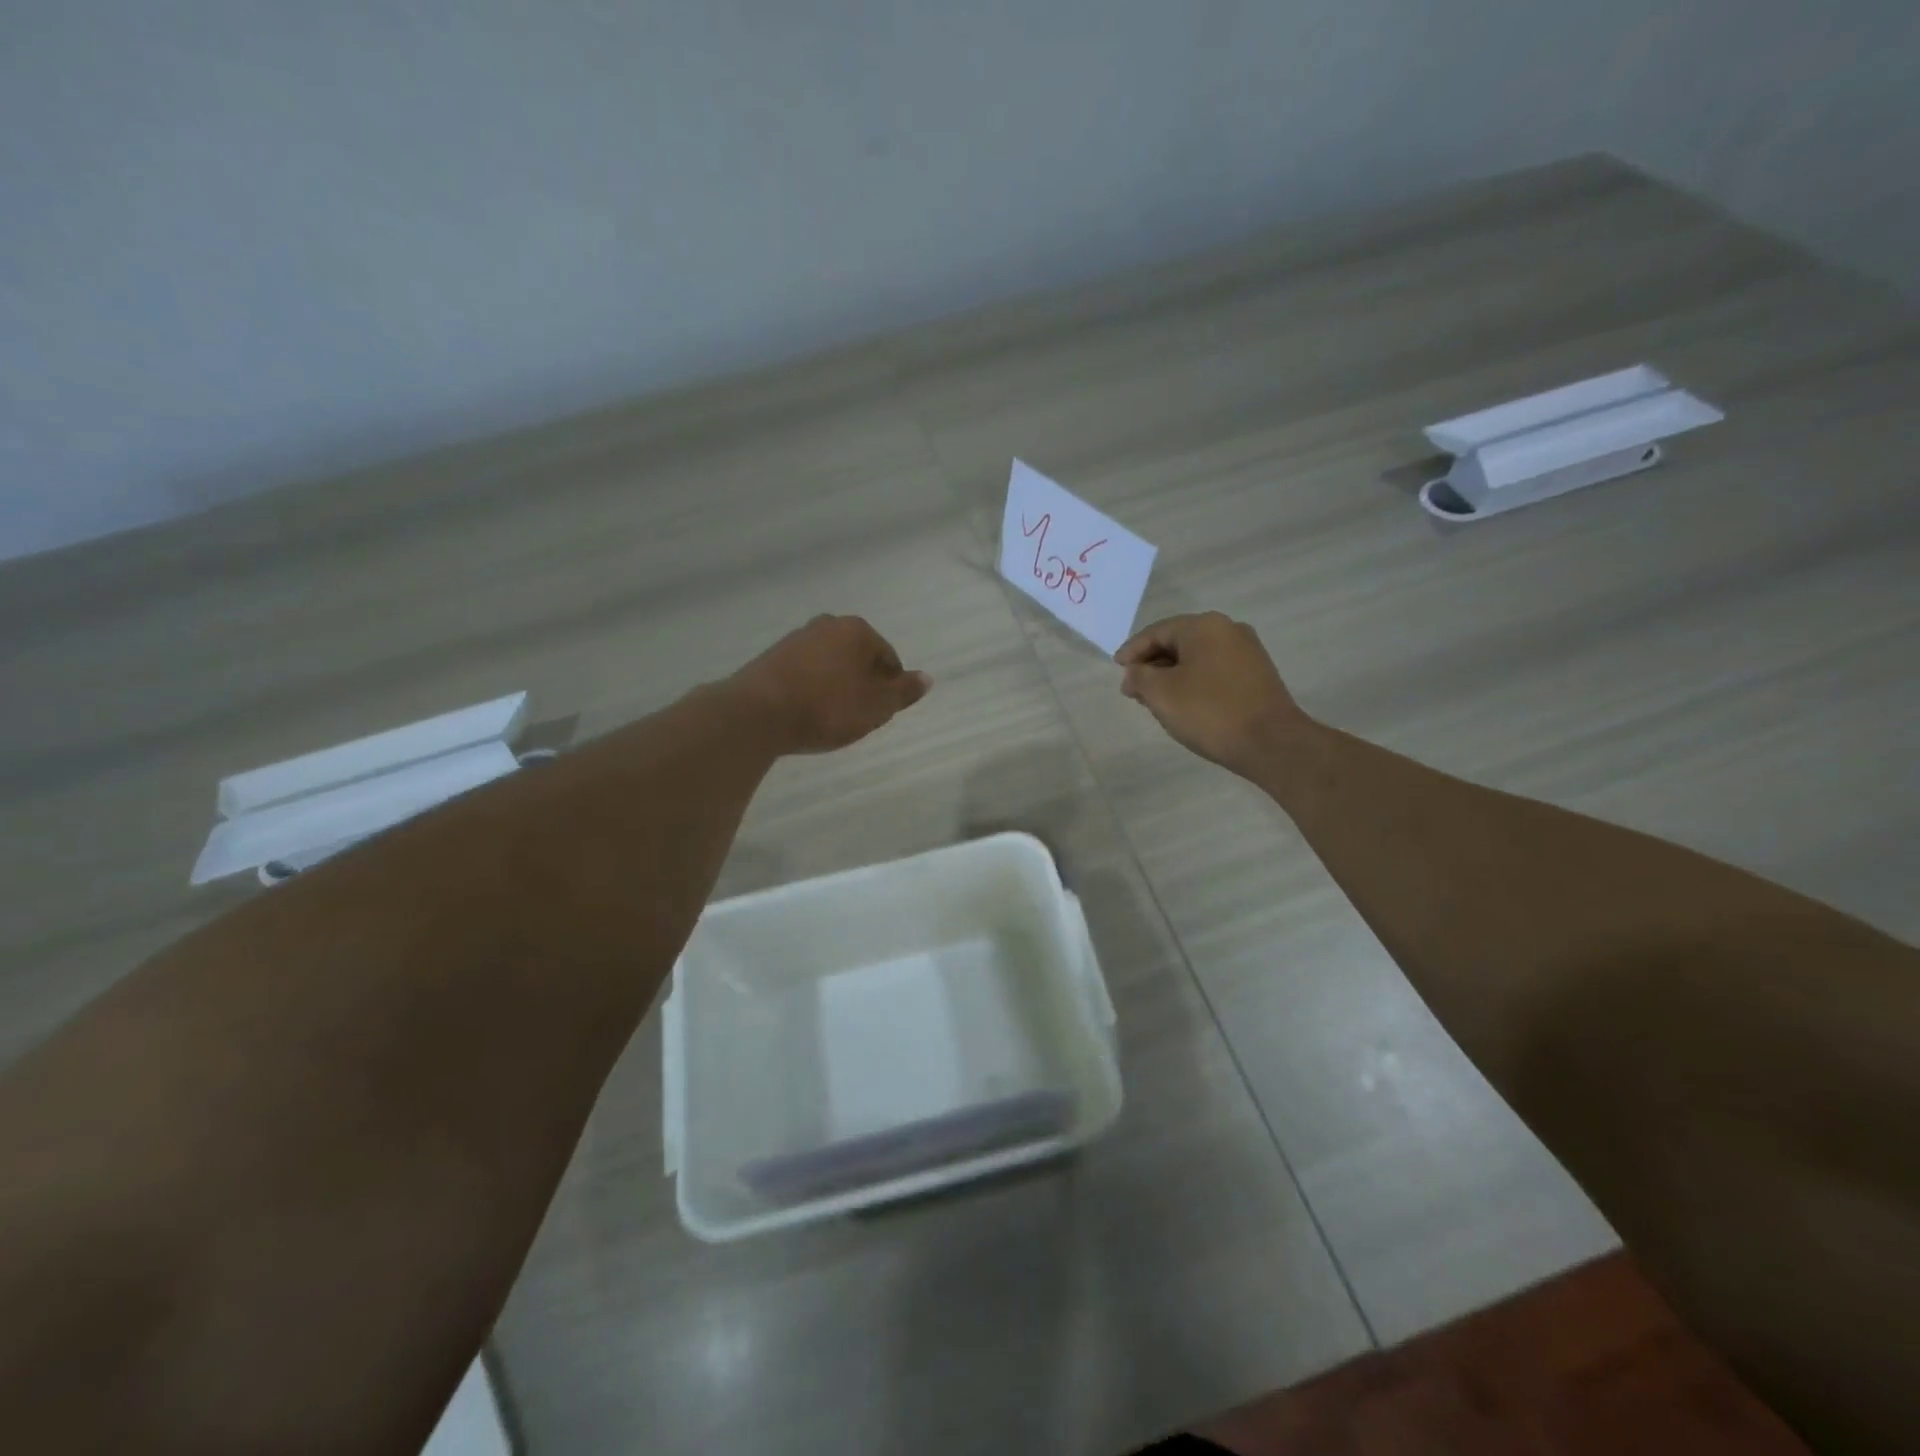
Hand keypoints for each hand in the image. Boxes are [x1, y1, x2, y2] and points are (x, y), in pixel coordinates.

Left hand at [729, 615, 931, 753]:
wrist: (758, 714)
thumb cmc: (827, 708)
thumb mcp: (876, 707)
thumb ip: (903, 692)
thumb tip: (926, 678)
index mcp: (857, 631)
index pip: (888, 657)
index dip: (890, 687)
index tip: (882, 712)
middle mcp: (827, 625)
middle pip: (858, 657)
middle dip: (863, 683)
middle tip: (860, 715)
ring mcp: (796, 638)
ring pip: (830, 663)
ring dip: (837, 685)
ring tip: (832, 716)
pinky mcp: (772, 656)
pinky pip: (805, 672)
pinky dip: (812, 688)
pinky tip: (808, 711)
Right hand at [1114, 612, 1307, 775]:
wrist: (1270, 742)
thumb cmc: (1209, 712)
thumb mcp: (1161, 693)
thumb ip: (1139, 676)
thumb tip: (1135, 672)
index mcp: (1203, 626)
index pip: (1156, 632)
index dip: (1132, 651)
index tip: (1117, 670)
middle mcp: (1228, 629)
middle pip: (1178, 642)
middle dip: (1152, 664)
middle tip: (1134, 689)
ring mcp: (1247, 651)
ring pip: (1197, 657)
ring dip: (1172, 674)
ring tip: (1156, 699)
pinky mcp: (1257, 674)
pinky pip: (1215, 669)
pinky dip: (1194, 681)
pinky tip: (1185, 703)